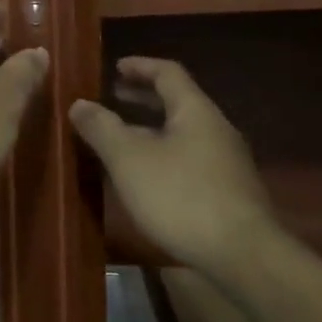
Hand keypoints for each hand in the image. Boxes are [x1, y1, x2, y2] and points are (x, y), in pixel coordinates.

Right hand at [69, 56, 275, 277]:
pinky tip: (145, 175)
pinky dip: (162, 152)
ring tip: (121, 137)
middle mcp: (215, 129)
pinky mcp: (227, 190)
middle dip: (143, 97)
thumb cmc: (180, 196)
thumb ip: (101, 128)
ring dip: (151, 128)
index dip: (140, 66)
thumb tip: (79, 103)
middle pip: (177, 102)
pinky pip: (189, 157)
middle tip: (113, 97)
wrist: (242, 255)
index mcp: (194, 111)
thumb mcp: (128, 159)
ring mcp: (225, 161)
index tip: (115, 67)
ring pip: (182, 132)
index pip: (168, 73)